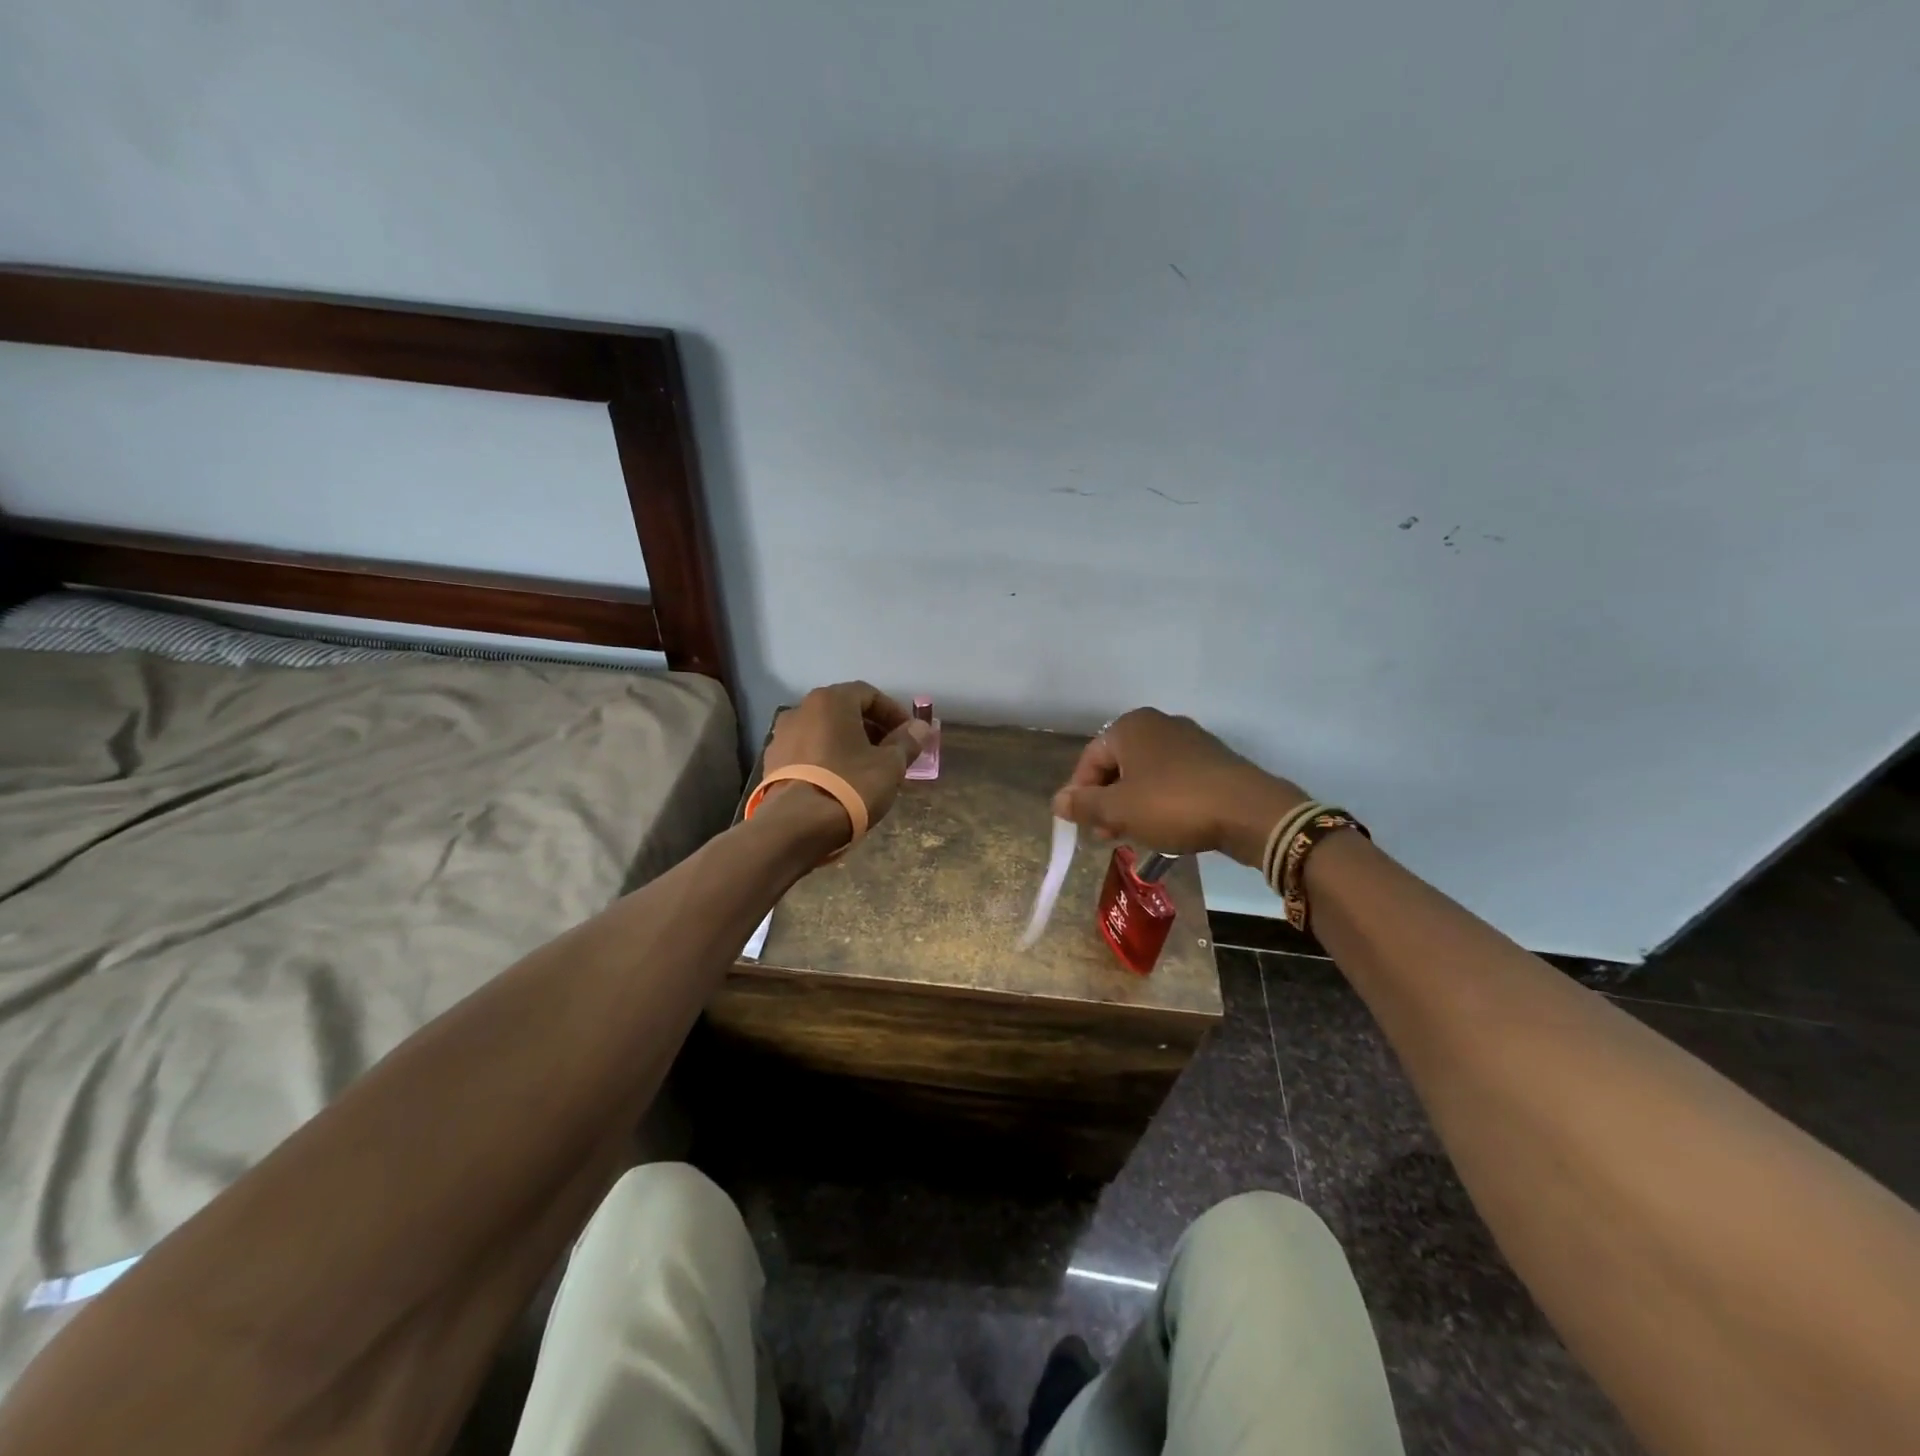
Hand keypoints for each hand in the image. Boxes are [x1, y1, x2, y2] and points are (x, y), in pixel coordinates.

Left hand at [764, 682, 931, 836]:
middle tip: (891, 753)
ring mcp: (781, 736)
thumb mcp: (889, 765)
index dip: (893, 713)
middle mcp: (801, 710)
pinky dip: (826, 760)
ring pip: (824, 733)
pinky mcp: (771, 763)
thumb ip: (906, 742)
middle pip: (844, 712)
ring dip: (847, 745)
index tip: (909, 735)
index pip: (869, 694)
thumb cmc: (849, 786)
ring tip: (866, 771)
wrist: (795, 826)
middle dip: (871, 729)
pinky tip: (839, 783)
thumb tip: (920, 728)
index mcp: (830, 701)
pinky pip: (807, 753)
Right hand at [1051, 709, 1307, 865]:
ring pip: (1145, 773)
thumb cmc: (1172, 804)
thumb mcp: (1119, 810)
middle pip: (1118, 765)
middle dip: (1108, 800)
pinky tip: (1166, 826)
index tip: (1084, 826)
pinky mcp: (1212, 760)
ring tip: (1135, 834)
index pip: (1089, 759)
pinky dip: (1160, 800)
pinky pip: (1172, 779)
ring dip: (1132, 803)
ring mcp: (1189, 740)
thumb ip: (1083, 805)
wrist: (1249, 811)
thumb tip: (1057, 801)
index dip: (1081, 794)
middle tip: (1108, 834)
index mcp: (1130, 727)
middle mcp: (1158, 724)